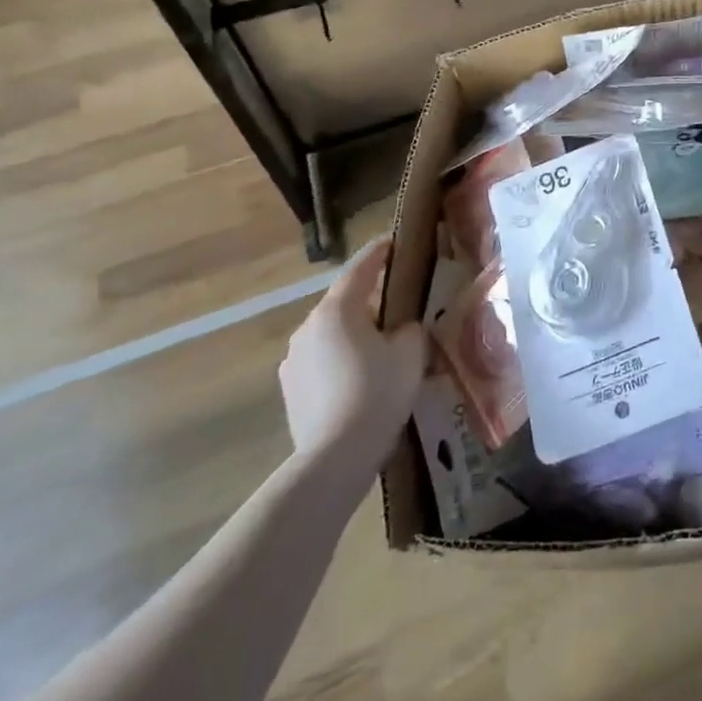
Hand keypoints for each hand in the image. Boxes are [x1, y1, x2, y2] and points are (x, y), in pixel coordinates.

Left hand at [278, 235, 425, 461]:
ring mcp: (294, 359)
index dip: (379, 253)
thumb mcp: (410, 353)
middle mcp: (308, 327)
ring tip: (380, 350)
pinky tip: (360, 381)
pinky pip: (321, 361)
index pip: (360, 268)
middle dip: (369, 300)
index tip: (394, 242)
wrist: (334, 458)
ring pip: (331, 334)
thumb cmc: (377, 393)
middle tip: (397, 305)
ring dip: (353, 333)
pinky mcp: (291, 389)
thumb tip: (402, 328)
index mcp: (338, 310)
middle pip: (344, 302)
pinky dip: (340, 361)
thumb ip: (410, 329)